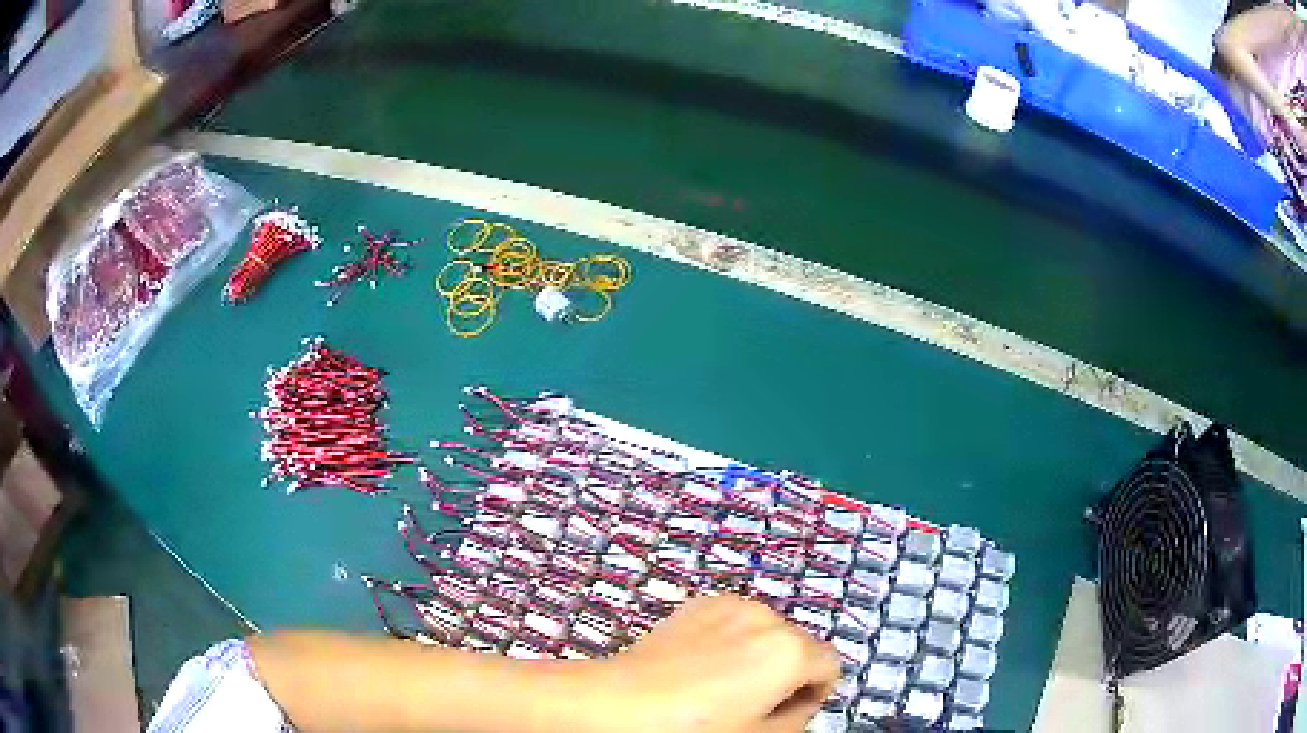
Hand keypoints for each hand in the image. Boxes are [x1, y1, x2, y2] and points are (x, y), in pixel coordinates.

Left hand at [587, 594, 839, 732]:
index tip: (785, 711)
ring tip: (720, 684)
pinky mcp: (701, 602)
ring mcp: (732, 604)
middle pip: (799, 646)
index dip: (814, 693)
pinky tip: (700, 664)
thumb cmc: (693, 729)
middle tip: (750, 704)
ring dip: (759, 654)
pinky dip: (732, 639)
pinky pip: (736, 621)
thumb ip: (799, 718)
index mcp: (790, 650)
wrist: (619, 703)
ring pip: (767, 632)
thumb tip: (803, 702)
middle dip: (786, 672)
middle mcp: (768, 617)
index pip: (830, 665)